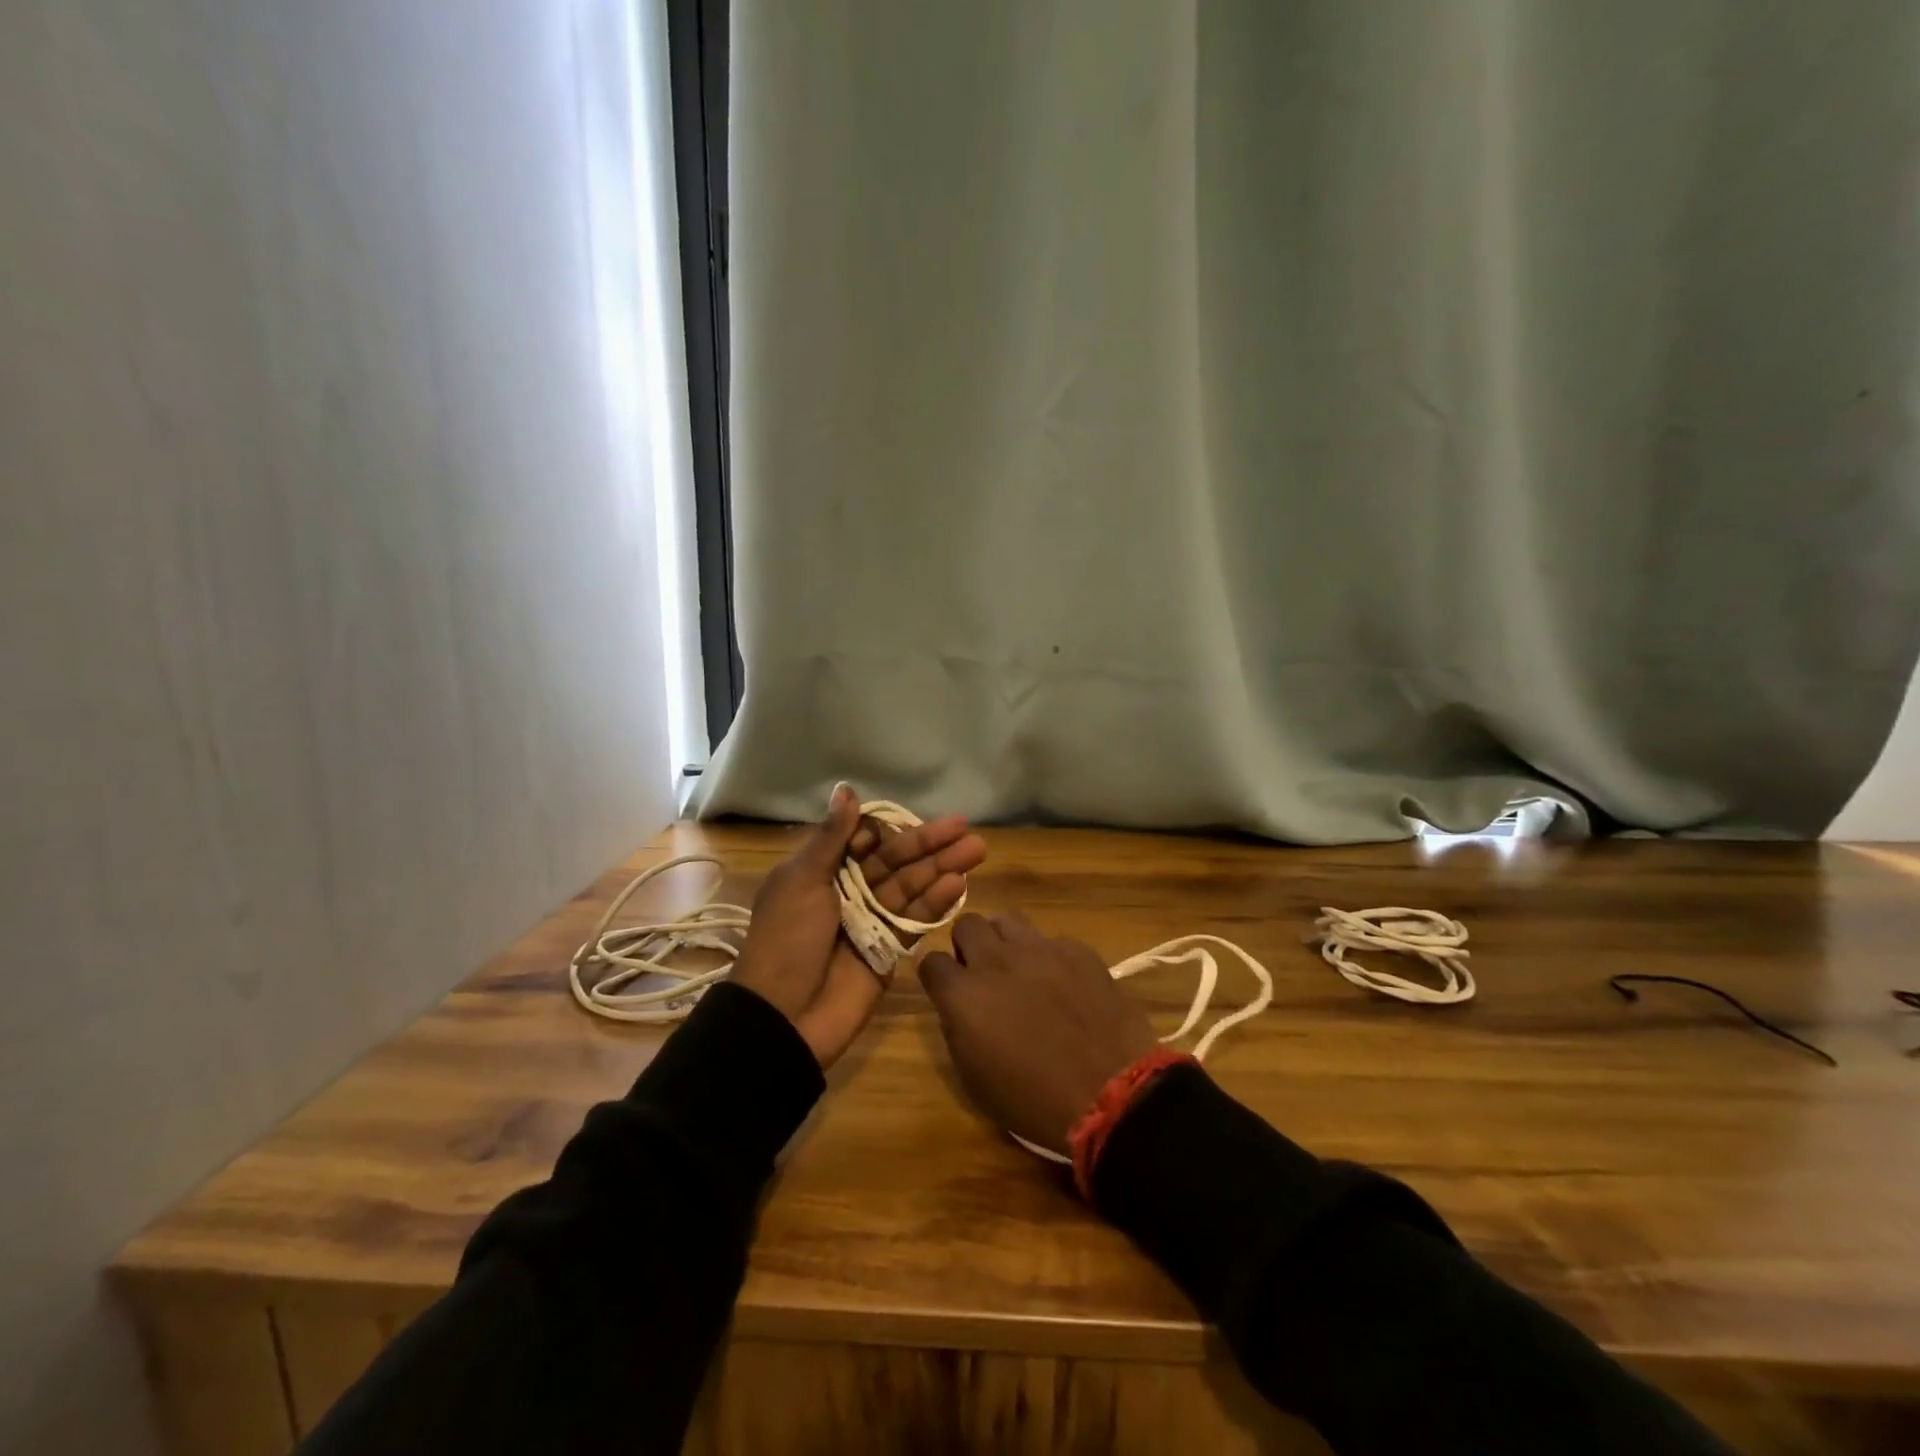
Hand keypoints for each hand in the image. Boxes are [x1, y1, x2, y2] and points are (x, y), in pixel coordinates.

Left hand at [732, 785, 985, 1066]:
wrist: (783, 1016)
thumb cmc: (787, 938)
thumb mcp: (801, 880)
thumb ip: (831, 837)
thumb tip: (846, 788)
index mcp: (822, 872)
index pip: (864, 842)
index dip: (886, 832)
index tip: (901, 825)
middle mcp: (848, 892)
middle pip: (895, 862)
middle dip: (929, 844)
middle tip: (965, 827)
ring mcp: (871, 921)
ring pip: (911, 887)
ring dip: (942, 868)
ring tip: (976, 850)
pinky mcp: (889, 950)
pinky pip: (915, 920)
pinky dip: (936, 903)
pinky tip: (959, 883)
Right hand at [919, 913, 1157, 1154]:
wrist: (1111, 1095)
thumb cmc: (1034, 1101)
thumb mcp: (975, 1078)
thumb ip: (957, 1027)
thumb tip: (958, 1006)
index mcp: (964, 995)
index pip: (931, 961)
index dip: (938, 975)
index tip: (948, 989)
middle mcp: (996, 960)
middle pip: (967, 924)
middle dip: (969, 945)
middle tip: (983, 973)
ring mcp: (1040, 949)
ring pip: (1008, 919)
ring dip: (1005, 940)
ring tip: (1019, 968)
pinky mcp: (1077, 950)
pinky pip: (1051, 940)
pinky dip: (1049, 956)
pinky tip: (1063, 983)